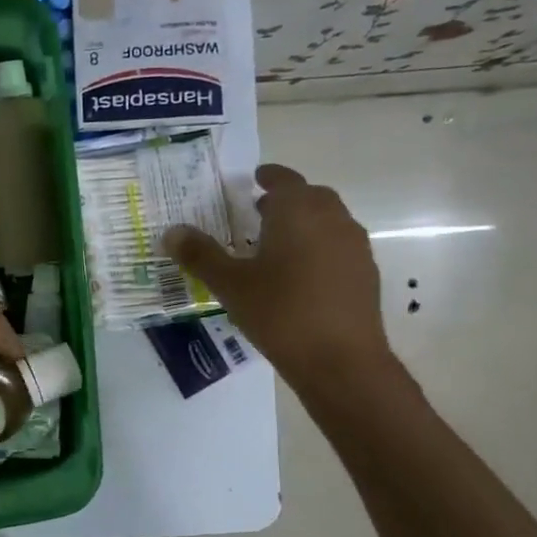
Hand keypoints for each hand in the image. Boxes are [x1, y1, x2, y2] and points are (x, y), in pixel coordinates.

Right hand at [165, 165, 391, 386]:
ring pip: (328, 221)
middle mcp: (332, 219)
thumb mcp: (230, 284)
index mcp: (298, 211)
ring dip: (304, 224)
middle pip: (310, 197)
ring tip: (278, 246)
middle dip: (286, 200)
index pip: (283, 179)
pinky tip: (301, 277)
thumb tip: (171, 232)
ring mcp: (354, 246)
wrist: (340, 360)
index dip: (268, 176)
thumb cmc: (280, 312)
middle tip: (260, 213)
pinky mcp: (366, 274)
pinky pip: (339, 247)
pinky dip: (319, 248)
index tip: (255, 178)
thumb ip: (200, 255)